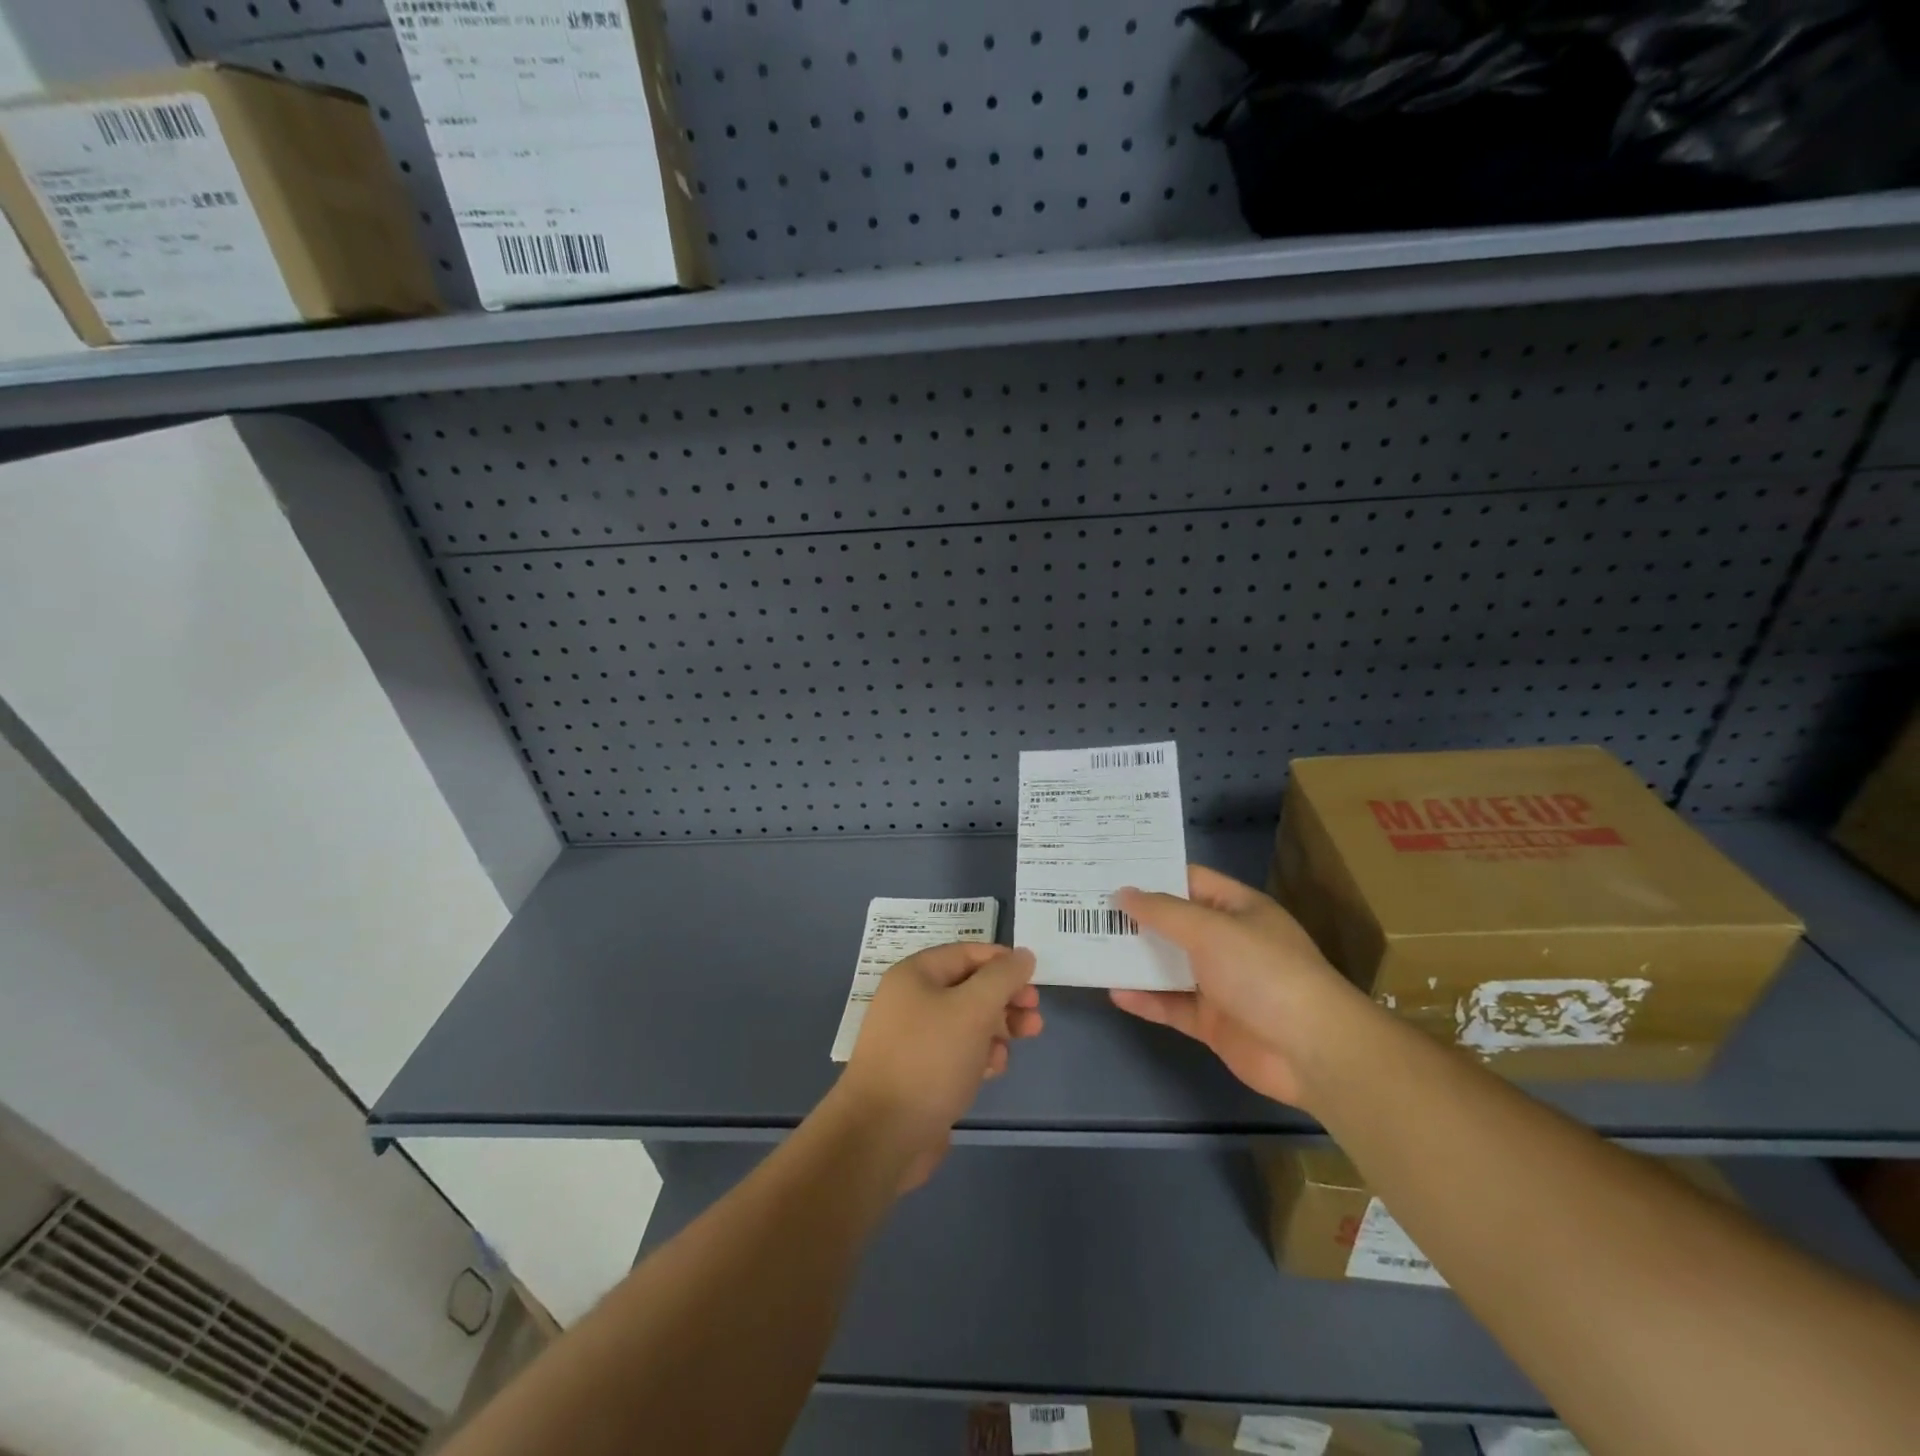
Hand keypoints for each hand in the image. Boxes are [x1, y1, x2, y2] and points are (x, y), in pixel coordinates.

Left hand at [837, 943, 1041, 1189]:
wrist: (883, 1134)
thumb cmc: (930, 1059)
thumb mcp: (973, 1009)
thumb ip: (1002, 978)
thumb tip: (1023, 955)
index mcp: (915, 974)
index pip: (967, 953)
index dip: (1003, 962)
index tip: (1034, 980)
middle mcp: (911, 1000)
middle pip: (969, 987)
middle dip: (1005, 998)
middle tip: (1035, 1015)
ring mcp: (914, 1038)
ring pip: (967, 1021)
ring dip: (998, 1027)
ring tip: (1023, 1040)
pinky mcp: (921, 1072)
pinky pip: (957, 1052)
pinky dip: (980, 1054)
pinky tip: (994, 1068)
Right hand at [1111, 865, 1368, 1110]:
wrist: (1311, 1050)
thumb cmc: (1263, 971)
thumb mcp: (1210, 929)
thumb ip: (1163, 912)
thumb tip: (1123, 892)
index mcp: (1237, 908)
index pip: (1189, 880)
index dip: (1151, 874)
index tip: (1108, 870)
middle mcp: (1227, 941)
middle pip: (1173, 923)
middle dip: (1134, 917)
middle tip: (1085, 907)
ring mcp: (1220, 983)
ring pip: (1168, 965)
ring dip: (1135, 959)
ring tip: (1088, 945)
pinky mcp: (1212, 1022)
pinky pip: (1171, 1005)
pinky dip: (1145, 1000)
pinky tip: (1113, 992)